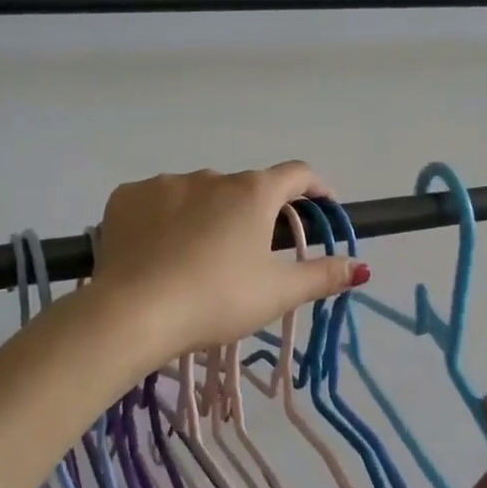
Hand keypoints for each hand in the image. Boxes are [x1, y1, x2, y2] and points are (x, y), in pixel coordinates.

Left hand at [90, 163, 364, 363]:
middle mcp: (210, 176)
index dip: (315, 187)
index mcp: (253, 192)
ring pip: (197, 194)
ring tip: (196, 258)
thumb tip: (360, 266)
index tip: (321, 206)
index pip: (296, 174)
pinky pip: (154, 202)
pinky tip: (157, 251)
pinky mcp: (126, 198)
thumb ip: (322, 276)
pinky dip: (163, 220)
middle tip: (249, 254)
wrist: (133, 313)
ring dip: (206, 215)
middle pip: (243, 188)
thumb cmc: (217, 299)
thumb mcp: (278, 293)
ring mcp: (164, 183)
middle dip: (253, 213)